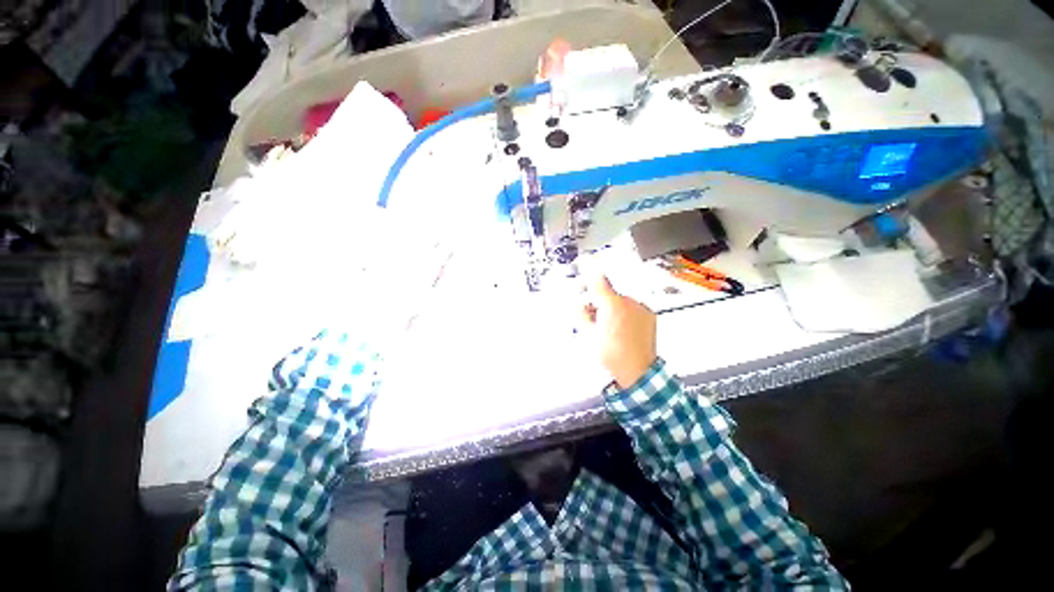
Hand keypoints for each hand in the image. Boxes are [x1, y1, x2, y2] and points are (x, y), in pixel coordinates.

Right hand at [583, 275, 657, 388]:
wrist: (637, 371)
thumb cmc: (613, 355)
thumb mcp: (588, 334)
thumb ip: (581, 314)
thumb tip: (577, 303)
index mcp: (612, 305)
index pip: (598, 280)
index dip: (590, 268)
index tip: (586, 260)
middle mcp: (628, 303)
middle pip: (608, 291)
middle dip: (597, 298)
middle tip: (589, 310)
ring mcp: (640, 308)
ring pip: (619, 300)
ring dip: (610, 306)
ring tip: (606, 324)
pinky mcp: (648, 314)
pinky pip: (631, 307)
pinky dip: (623, 311)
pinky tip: (619, 325)